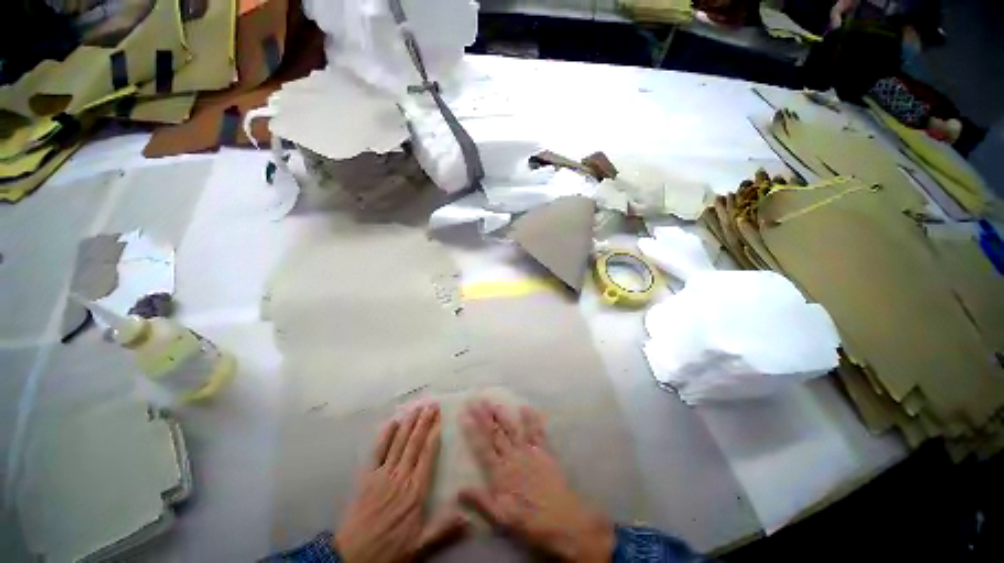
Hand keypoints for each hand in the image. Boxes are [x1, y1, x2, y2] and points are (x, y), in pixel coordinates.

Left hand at [335, 402, 466, 562]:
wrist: (352, 557)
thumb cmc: (390, 549)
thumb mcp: (420, 546)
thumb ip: (444, 529)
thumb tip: (469, 518)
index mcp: (415, 490)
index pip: (427, 455)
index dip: (434, 435)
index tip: (440, 418)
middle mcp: (400, 476)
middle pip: (414, 443)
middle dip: (424, 422)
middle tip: (431, 404)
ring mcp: (382, 474)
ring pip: (399, 443)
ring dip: (408, 424)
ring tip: (417, 407)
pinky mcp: (367, 476)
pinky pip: (377, 452)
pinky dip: (385, 436)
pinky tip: (392, 423)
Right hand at [459, 400, 614, 562]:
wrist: (563, 520)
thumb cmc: (530, 521)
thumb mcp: (501, 518)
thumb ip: (480, 501)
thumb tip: (458, 491)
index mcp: (501, 472)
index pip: (482, 447)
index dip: (472, 430)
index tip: (464, 415)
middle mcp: (513, 457)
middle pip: (495, 433)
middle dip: (483, 416)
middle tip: (474, 400)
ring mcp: (529, 452)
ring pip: (512, 428)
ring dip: (501, 414)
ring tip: (492, 400)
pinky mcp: (544, 451)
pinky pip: (536, 432)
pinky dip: (531, 419)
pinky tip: (525, 407)